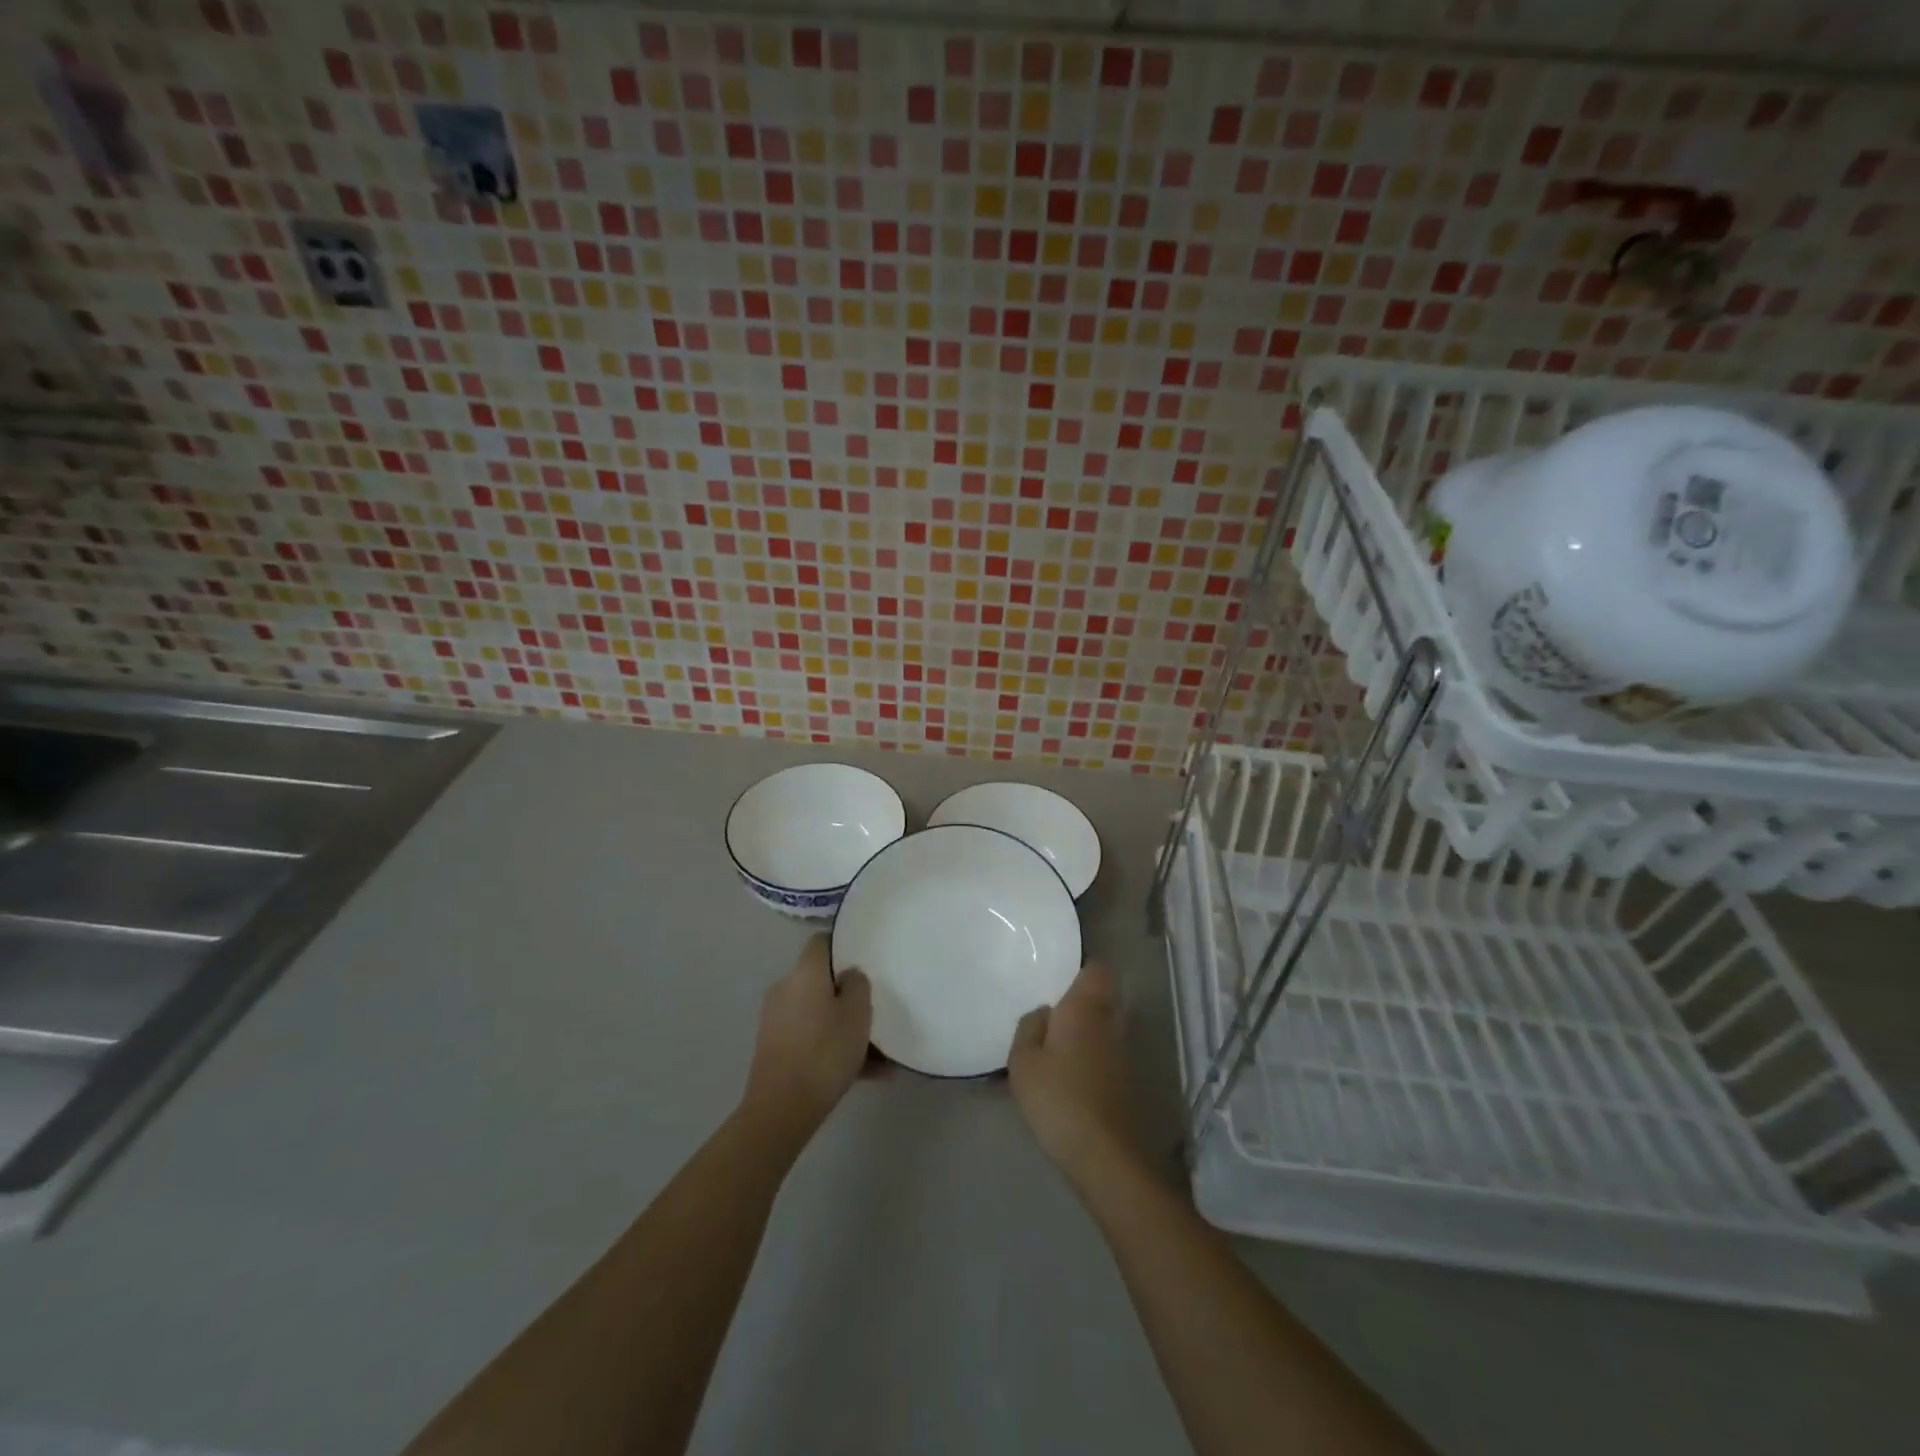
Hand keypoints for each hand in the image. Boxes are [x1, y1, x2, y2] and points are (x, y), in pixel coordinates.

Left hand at [742, 933, 871, 1146]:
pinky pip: (812, 1038)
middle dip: (848, 994)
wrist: (782, 1109)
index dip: (843, 945)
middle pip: (821, 981)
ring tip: (880, 1052)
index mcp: (804, 972)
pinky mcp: (775, 1049)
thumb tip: (848, 976)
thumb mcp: (858, 1012)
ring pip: (819, 1013)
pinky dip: (834, 1048)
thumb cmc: (825, 1050)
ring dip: (845, 1026)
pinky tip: (868, 1073)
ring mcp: (777, 1020)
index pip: (821, 942)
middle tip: (875, 1009)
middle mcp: (785, 989)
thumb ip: (858, 984)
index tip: (866, 958)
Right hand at [1008, 961, 1141, 1183]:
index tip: (1058, 977)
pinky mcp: (1126, 1081)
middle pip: (1100, 998)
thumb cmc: (1058, 1099)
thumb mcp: (1023, 1062)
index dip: (1080, 968)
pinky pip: (1104, 1054)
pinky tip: (1066, 1077)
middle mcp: (1110, 1022)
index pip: (1096, 969)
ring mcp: (1123, 1053)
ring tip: (1051, 1049)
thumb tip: (1044, 1013)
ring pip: (1102, 1027)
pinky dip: (1088, 1058)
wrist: (1105, 1156)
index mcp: (1085, 1008)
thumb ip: (1029, 1028)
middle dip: (1077, 1003)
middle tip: (1047, 1015)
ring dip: (1082, 1033)